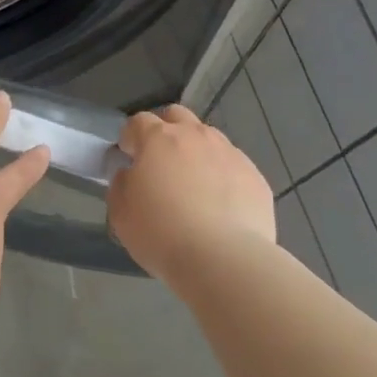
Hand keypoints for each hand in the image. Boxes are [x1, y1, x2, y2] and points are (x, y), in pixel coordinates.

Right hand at [108, 104, 277, 284]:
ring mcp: (230, 154)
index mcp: (159, 138)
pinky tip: (220, 206)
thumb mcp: (120, 212)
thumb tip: (131, 174)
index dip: (130, 137)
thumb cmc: (162, 233)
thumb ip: (122, 184)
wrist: (224, 260)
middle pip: (177, 116)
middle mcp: (196, 136)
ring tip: (194, 187)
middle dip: (166, 131)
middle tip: (161, 163)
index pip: (138, 121)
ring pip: (209, 139)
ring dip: (196, 152)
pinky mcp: (256, 177)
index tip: (128, 157)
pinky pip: (233, 166)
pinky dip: (222, 177)